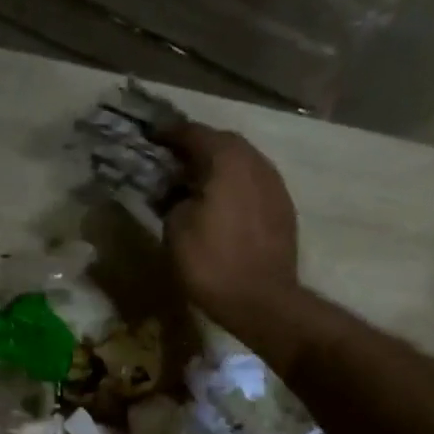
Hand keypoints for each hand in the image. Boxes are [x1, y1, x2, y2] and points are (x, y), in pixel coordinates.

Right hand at [161, 123, 300, 329]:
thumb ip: (175, 200)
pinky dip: (233, 186)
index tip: (151, 137)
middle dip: (197, 148)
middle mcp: (256, 162)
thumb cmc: (211, 262)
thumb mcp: (175, 230)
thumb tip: (180, 194)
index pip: (195, 134)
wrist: (260, 299)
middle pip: (223, 143)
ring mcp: (274, 185)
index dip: (170, 134)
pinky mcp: (282, 208)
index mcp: (227, 161)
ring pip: (241, 163)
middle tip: (173, 160)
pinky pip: (253, 184)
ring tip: (195, 182)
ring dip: (217, 167)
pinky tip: (219, 203)